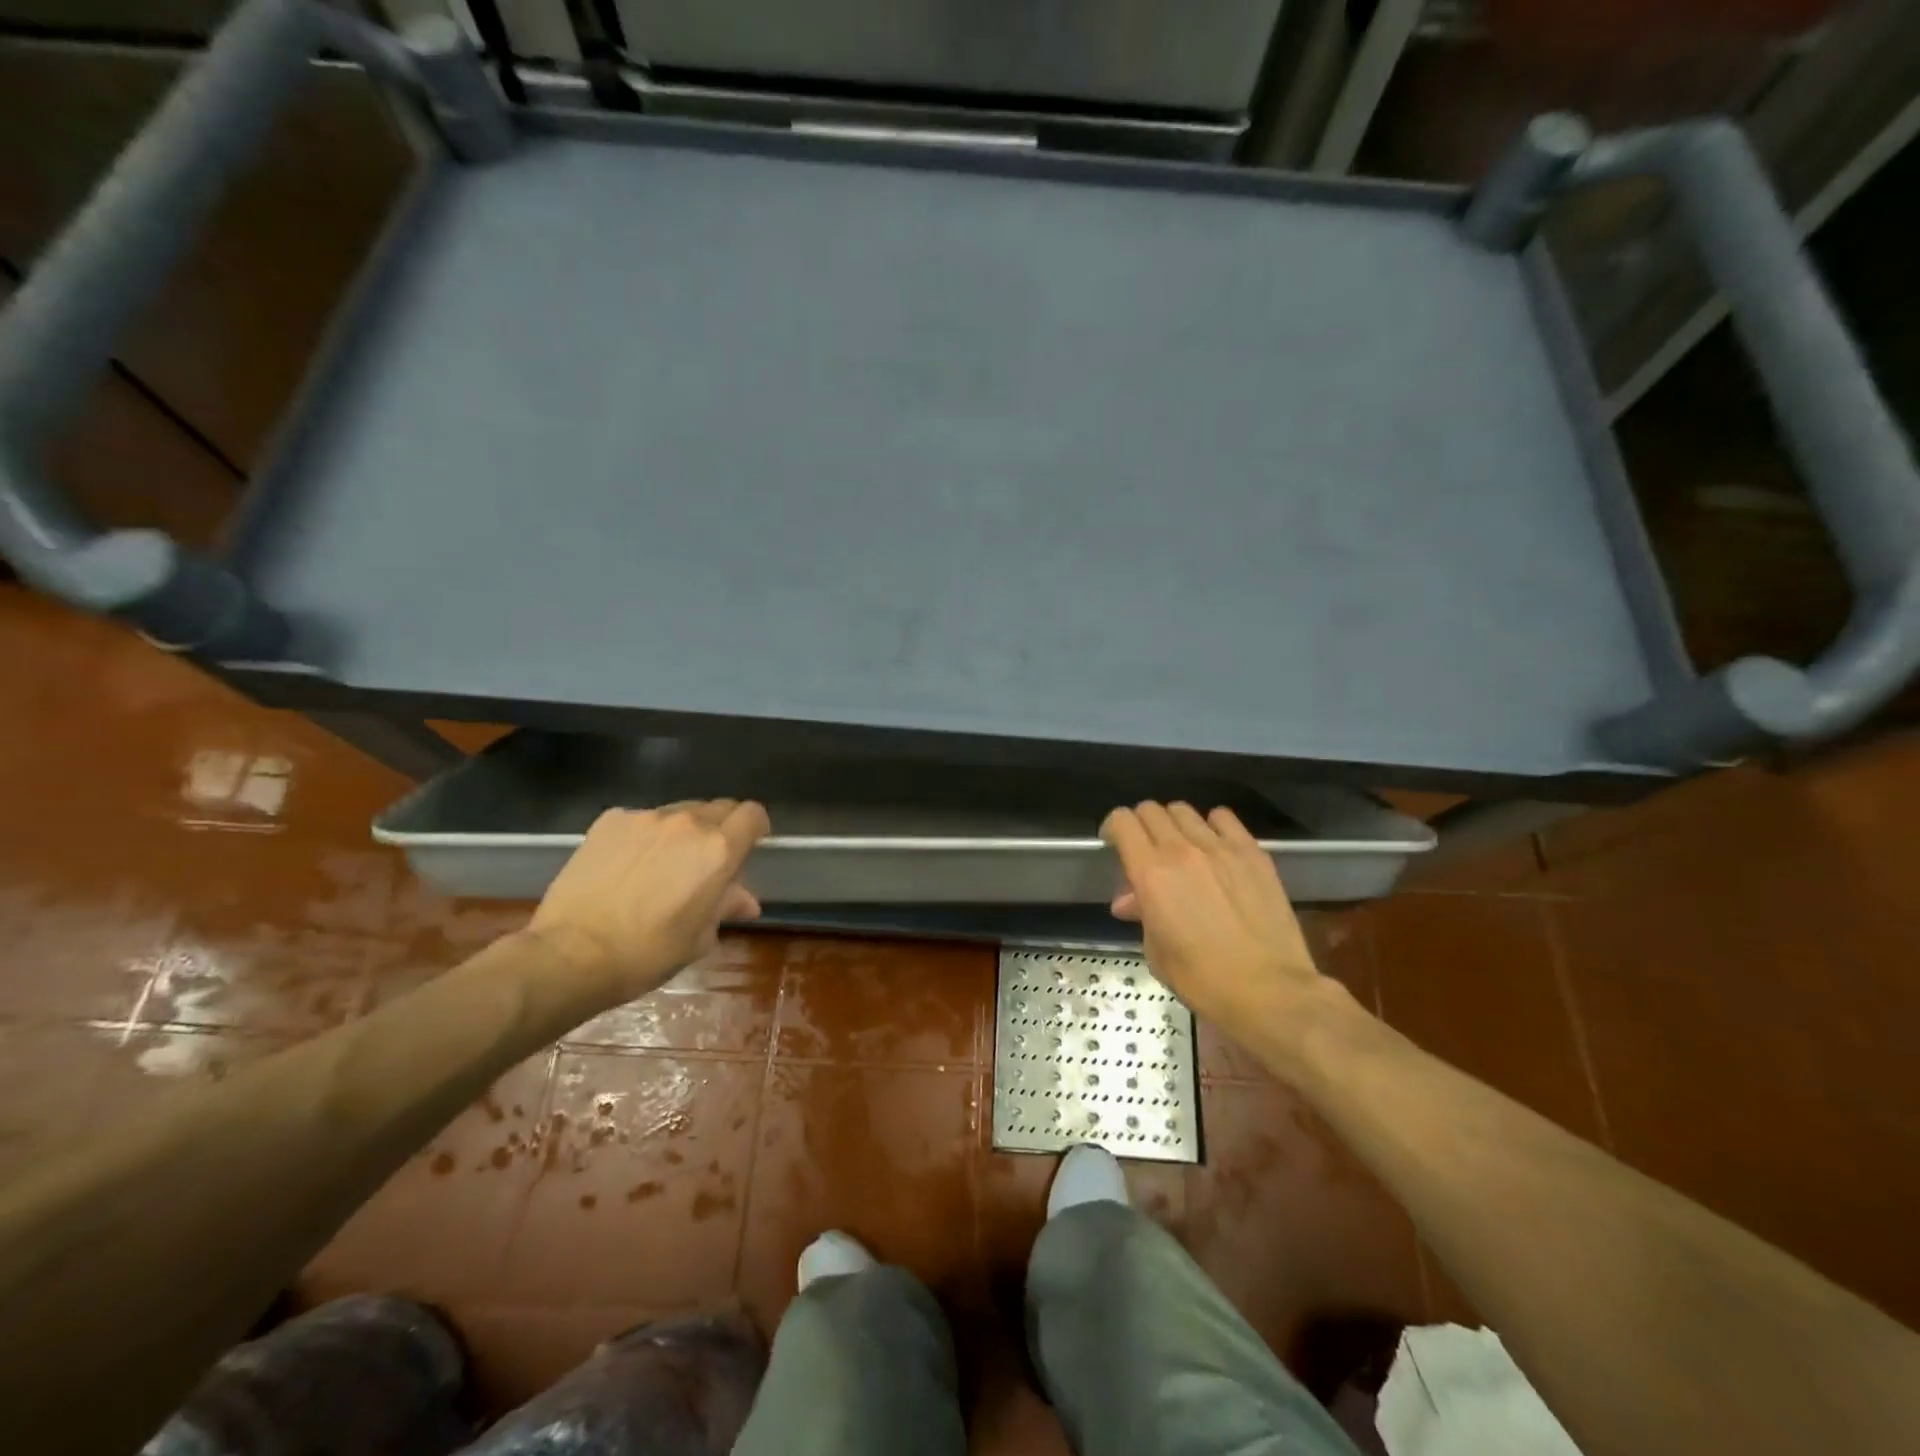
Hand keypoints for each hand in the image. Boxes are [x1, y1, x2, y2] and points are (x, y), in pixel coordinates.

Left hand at [529, 799, 769, 998]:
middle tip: (705, 861)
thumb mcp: (698, 938)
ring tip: (663, 864)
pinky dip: (645, 835)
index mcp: (718, 850)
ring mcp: (645, 817)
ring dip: (682, 831)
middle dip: (721, 829)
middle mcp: (687, 823)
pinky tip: (627, 865)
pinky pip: (641, 819)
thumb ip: (725, 907)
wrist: (571, 955)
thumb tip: (745, 901)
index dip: (755, 828)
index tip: (748, 847)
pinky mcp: (610, 821)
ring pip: (679, 812)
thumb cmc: (647, 954)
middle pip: (719, 807)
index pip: (753, 814)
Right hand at [1101, 802, 1335, 1034]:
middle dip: (1140, 825)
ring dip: (1173, 824)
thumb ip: (1142, 913)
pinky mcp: (1253, 853)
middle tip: (1144, 847)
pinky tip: (1214, 845)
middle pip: (1151, 810)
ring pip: (1184, 811)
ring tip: (1180, 846)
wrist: (1269, 991)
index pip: (1122, 822)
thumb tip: (1131, 900)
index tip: (1114, 843)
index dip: (1112, 828)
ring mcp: (1220, 848)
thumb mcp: (1156, 951)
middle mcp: (1181, 850)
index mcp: (1150, 874)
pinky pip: (1223, 818)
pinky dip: (1211, 825)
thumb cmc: (1202, 980)